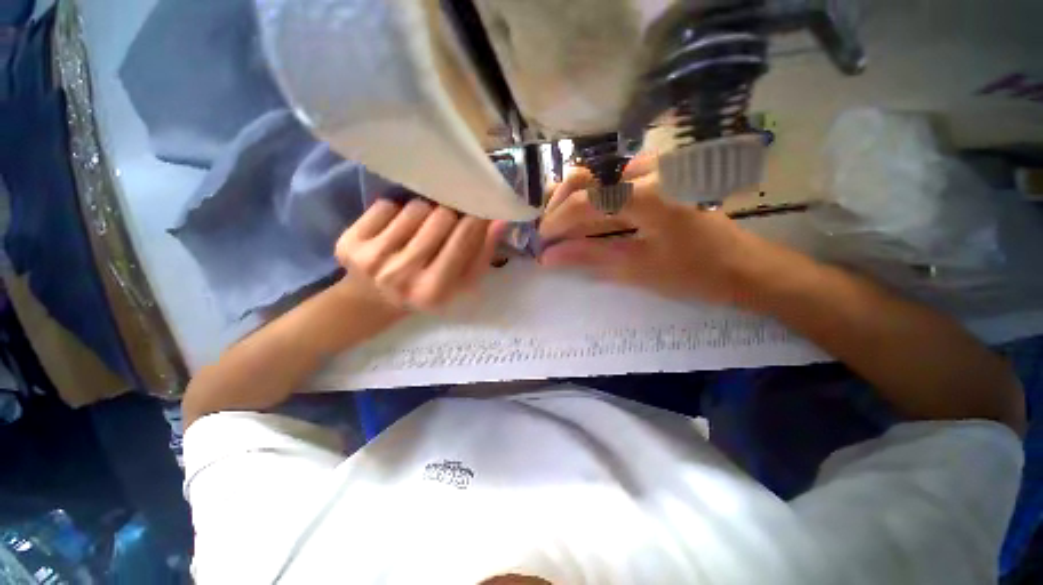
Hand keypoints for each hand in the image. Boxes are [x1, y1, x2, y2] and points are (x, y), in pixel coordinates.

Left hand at [336, 199, 503, 310]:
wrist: (373, 301)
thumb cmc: (427, 292)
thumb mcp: (461, 285)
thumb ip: (482, 255)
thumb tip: (499, 221)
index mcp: (434, 290)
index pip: (464, 238)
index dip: (475, 219)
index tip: (478, 212)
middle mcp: (402, 274)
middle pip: (441, 216)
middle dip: (450, 217)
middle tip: (447, 226)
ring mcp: (372, 257)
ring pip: (416, 207)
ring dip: (424, 215)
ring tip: (420, 232)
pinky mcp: (349, 242)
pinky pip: (387, 205)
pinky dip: (397, 213)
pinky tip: (395, 232)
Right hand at [538, 160, 765, 304]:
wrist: (743, 266)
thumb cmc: (693, 273)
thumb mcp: (636, 268)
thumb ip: (588, 256)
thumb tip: (548, 257)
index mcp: (648, 195)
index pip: (585, 201)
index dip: (557, 221)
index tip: (542, 241)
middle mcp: (650, 171)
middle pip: (587, 177)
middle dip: (559, 204)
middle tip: (549, 232)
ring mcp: (656, 169)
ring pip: (598, 176)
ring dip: (574, 200)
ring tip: (563, 226)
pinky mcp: (660, 175)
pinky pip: (615, 180)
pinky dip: (594, 198)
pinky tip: (588, 217)